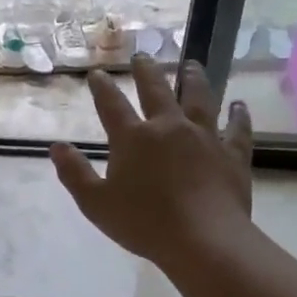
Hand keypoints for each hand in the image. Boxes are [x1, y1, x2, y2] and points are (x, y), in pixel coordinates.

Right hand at [51, 56, 254, 267]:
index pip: (112, 105)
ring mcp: (204, 138)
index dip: (102, 88)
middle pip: (157, 90)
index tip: (97, 73)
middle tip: (143, 56)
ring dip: (194, 79)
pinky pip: (237, 129)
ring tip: (192, 65)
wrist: (203, 240)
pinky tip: (239, 106)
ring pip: (200, 99)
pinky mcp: (232, 155)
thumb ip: (75, 173)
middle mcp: (169, 127)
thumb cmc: (144, 223)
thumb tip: (57, 146)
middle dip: (146, 71)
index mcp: (133, 138)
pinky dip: (238, 116)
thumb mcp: (95, 203)